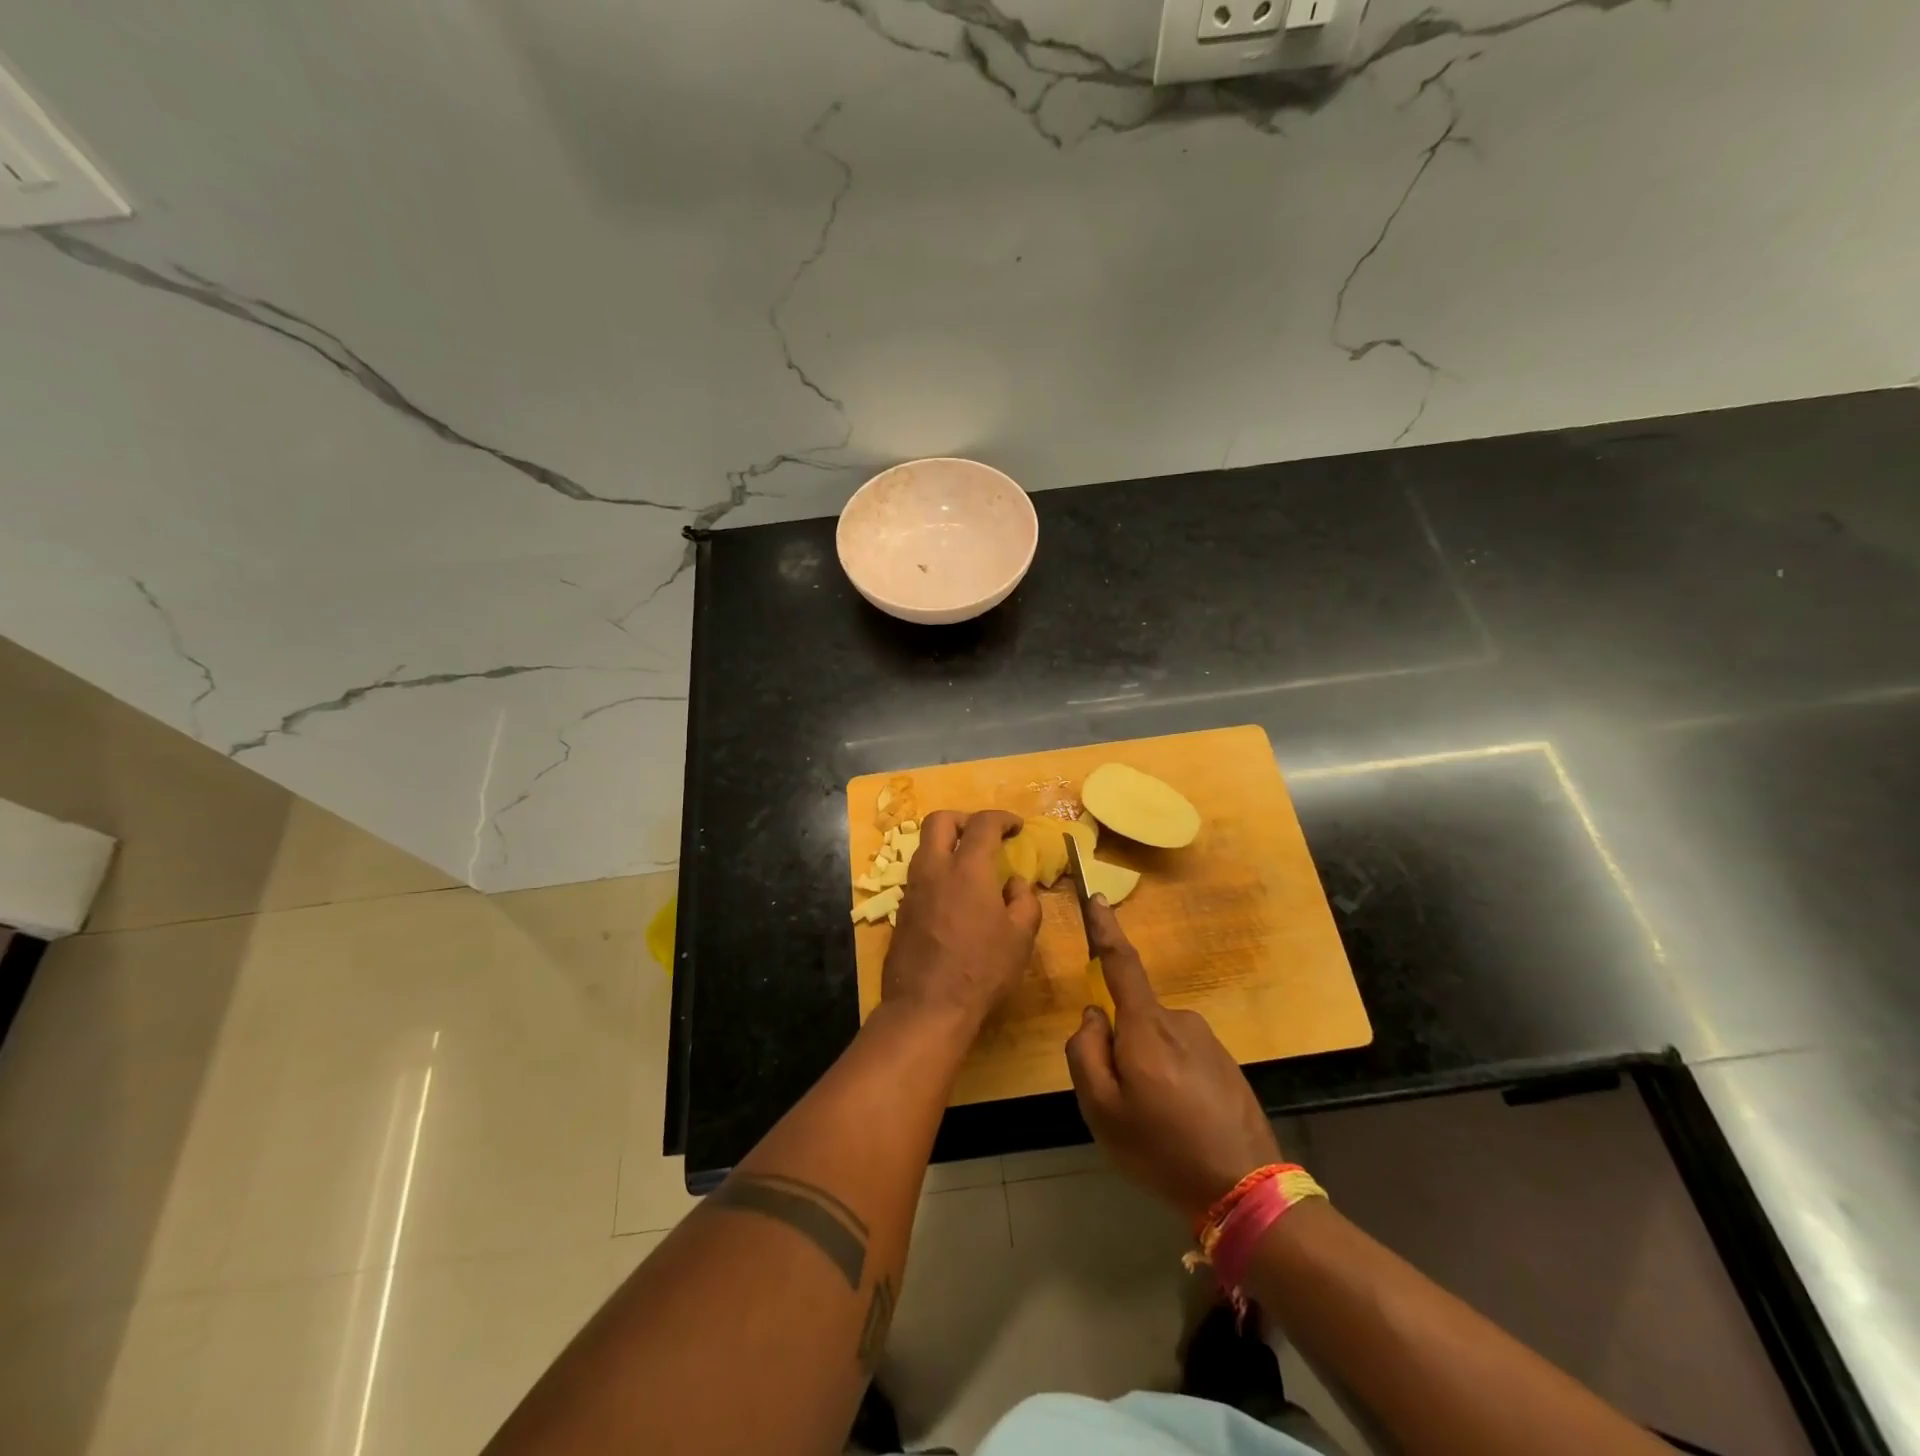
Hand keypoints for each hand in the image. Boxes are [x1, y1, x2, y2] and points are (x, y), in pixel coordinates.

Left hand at [880, 810, 1040, 1036]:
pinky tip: (953, 897)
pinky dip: (937, 872)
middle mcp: (934, 869)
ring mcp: (912, 889)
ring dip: (947, 846)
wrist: (927, 1007)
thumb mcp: (1021, 937)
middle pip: (939, 821)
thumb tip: (1014, 883)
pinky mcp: (901, 911)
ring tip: (970, 866)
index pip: (983, 824)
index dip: (1002, 818)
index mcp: (967, 869)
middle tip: (984, 835)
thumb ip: (1024, 900)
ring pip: (924, 848)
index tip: (1016, 827)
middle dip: (964, 819)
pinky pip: (919, 876)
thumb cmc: (982, 970)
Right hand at [1064, 898, 1279, 1221]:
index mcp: (1147, 1026)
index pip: (1121, 964)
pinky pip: (1183, 1059)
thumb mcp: (1102, 1110)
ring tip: (1158, 1123)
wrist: (1246, 1190)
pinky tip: (1183, 1125)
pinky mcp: (1227, 1064)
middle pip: (1134, 1018)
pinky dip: (1173, 1082)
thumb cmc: (1162, 1148)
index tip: (1098, 898)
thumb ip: (1085, 1053)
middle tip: (1126, 1105)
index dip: (1106, 930)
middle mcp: (1180, 1021)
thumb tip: (1093, 1016)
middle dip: (1122, 1048)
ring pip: (1158, 1042)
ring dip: (1149, 1069)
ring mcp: (1208, 1042)